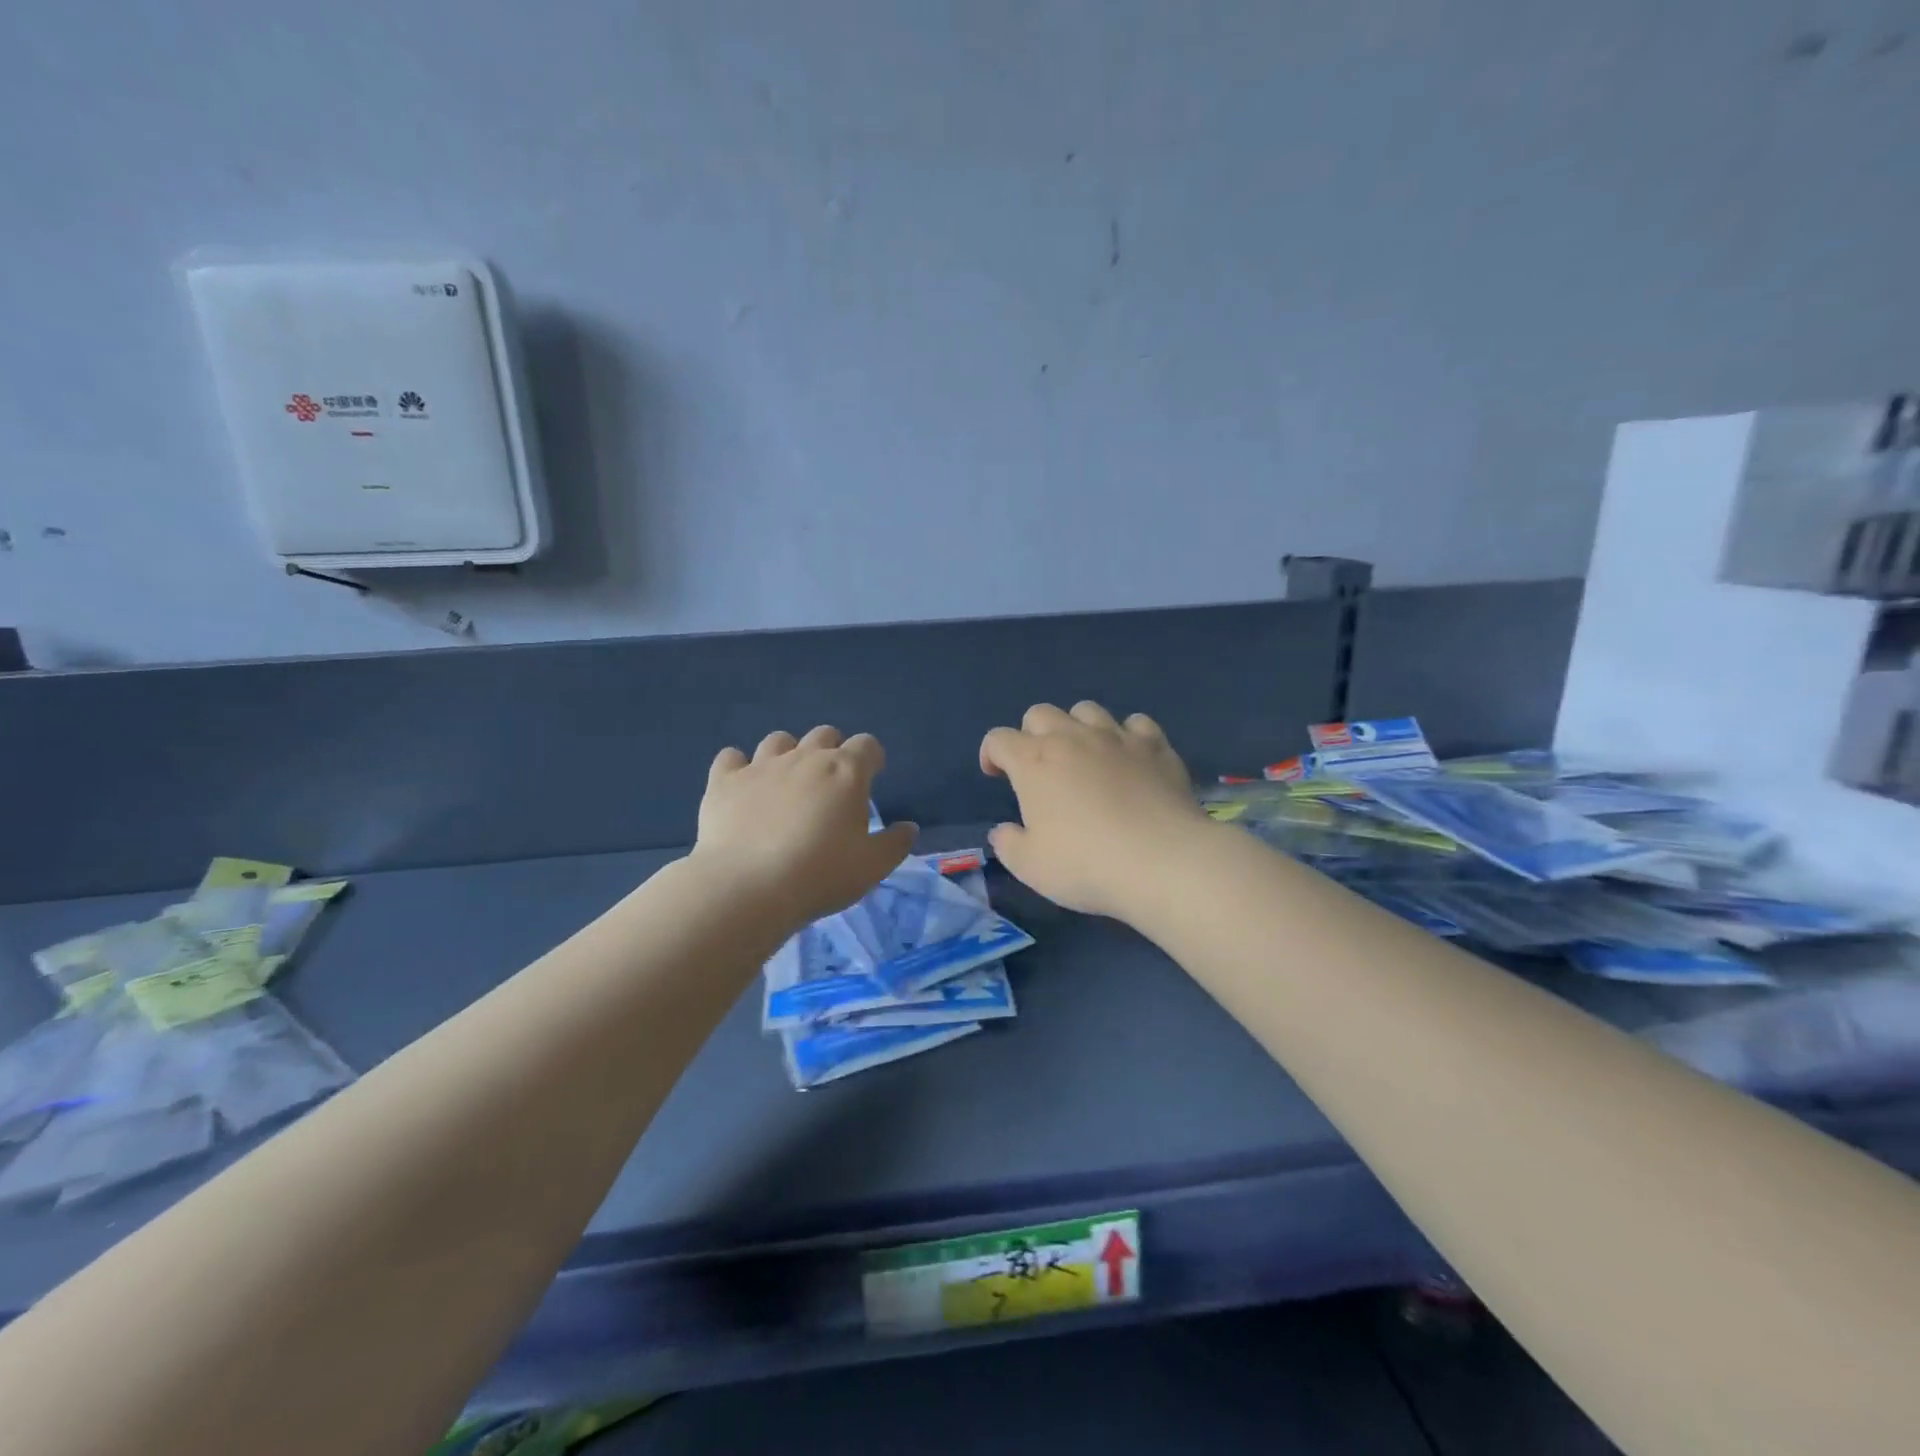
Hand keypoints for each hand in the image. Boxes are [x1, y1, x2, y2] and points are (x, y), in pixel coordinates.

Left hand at [694, 727, 917, 928]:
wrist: (746, 887)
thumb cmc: (820, 875)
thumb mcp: (872, 867)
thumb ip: (895, 843)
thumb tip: (908, 828)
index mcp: (845, 771)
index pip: (867, 745)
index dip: (872, 758)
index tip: (872, 777)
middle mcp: (805, 757)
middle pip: (824, 734)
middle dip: (832, 751)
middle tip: (831, 785)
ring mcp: (761, 765)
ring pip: (779, 740)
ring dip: (788, 754)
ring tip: (787, 783)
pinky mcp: (724, 781)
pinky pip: (731, 758)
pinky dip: (739, 767)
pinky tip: (742, 788)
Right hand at [979, 702, 1209, 918]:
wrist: (1161, 861)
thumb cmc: (1085, 864)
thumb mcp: (1030, 866)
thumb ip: (1009, 844)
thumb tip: (1003, 831)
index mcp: (1033, 761)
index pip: (999, 738)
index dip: (991, 753)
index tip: (996, 775)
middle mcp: (1072, 738)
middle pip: (1040, 713)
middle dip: (1032, 734)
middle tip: (1039, 767)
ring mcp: (1117, 737)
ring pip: (1087, 710)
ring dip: (1077, 727)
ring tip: (1084, 756)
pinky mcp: (1156, 747)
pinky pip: (1137, 723)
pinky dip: (1127, 735)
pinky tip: (1130, 758)